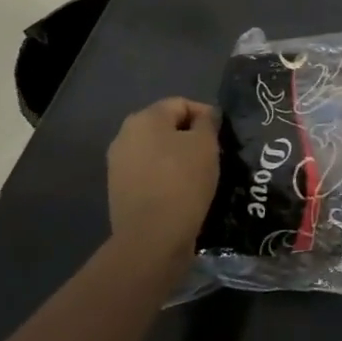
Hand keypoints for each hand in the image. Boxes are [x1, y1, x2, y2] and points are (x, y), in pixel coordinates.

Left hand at [107, 98, 219, 268]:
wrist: (152, 237)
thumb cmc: (183, 181)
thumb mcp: (206, 144)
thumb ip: (206, 122)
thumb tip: (204, 117)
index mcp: (144, 118)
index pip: (181, 104)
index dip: (205, 114)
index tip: (223, 134)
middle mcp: (125, 136)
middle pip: (165, 127)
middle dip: (190, 136)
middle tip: (214, 153)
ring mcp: (118, 165)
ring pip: (156, 151)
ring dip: (178, 158)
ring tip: (201, 174)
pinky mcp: (119, 191)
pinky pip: (149, 174)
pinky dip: (166, 177)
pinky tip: (183, 192)